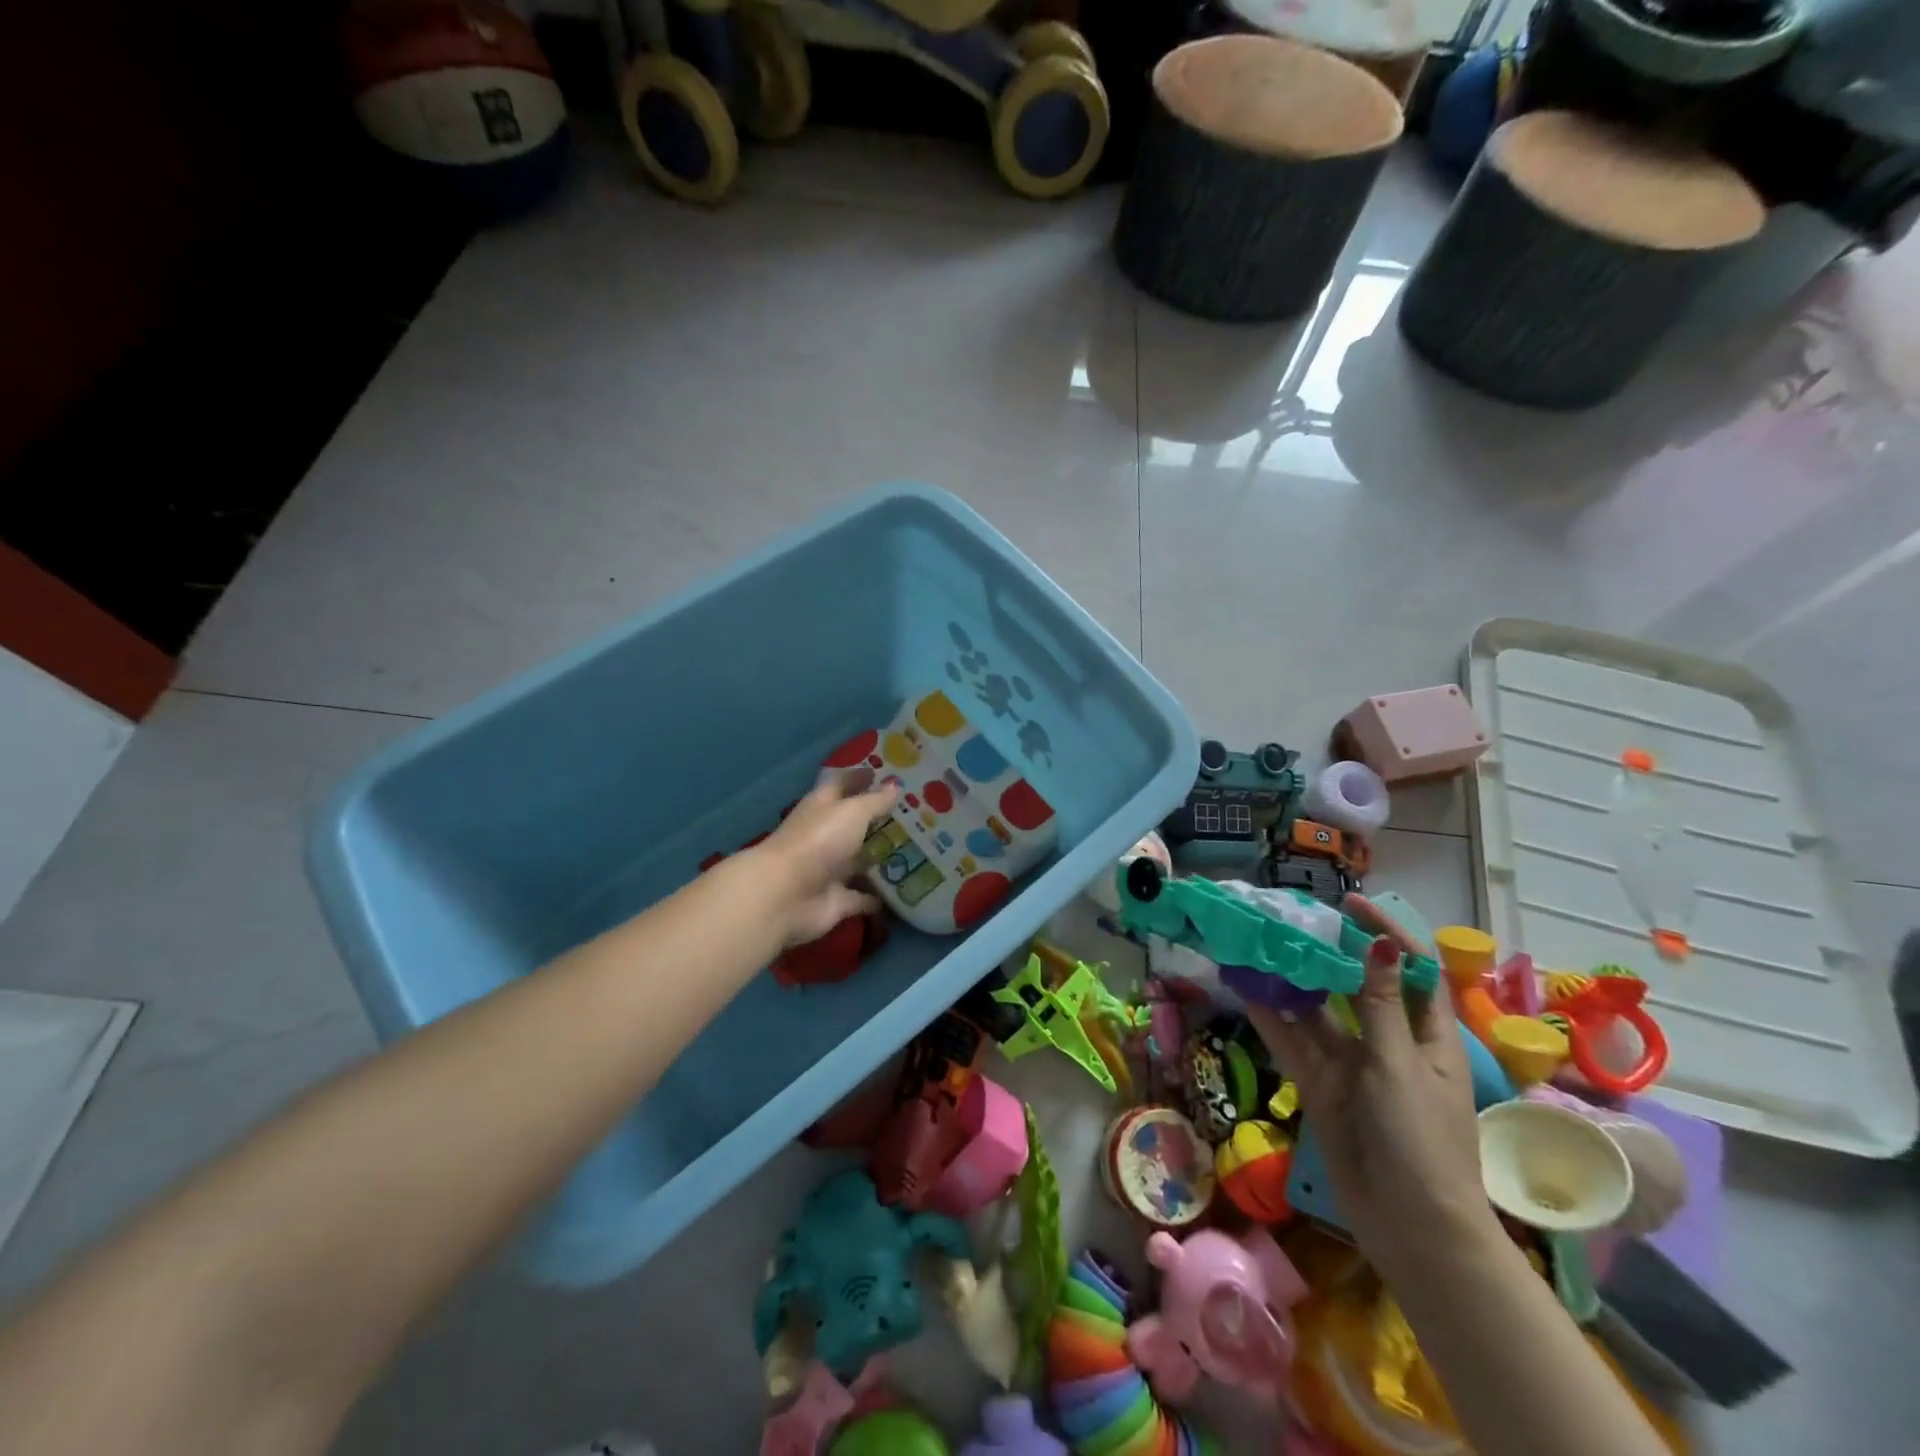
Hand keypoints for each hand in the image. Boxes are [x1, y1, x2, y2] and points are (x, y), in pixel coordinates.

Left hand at [755, 776, 898, 947]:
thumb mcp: (852, 811)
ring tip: (917, 852)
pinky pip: (864, 897)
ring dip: (880, 859)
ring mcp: (830, 870)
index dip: (860, 778)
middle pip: (853, 826)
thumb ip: (875, 801)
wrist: (785, 895)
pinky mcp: (837, 900)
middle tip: (913, 815)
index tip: (886, 773)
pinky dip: (879, 898)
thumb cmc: (819, 840)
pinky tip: (904, 893)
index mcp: (822, 807)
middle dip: (878, 821)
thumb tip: (895, 785)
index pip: (842, 785)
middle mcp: (825, 836)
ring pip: (860, 862)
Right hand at [1248, 931, 1493, 1277]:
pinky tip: (1245, 989)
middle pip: (1359, 986)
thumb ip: (1381, 1005)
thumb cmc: (1421, 1141)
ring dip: (1293, 981)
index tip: (1350, 904)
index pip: (1413, 971)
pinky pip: (1294, 1042)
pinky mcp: (1322, 1085)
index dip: (1387, 934)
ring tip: (1259, 946)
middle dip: (1330, 952)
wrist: (1409, 1227)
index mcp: (1427, 1037)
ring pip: (1319, 1011)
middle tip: (1291, 920)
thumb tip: (1379, 945)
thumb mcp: (1401, 1067)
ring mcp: (1352, 1065)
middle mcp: (1389, 1044)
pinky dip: (1271, 1016)